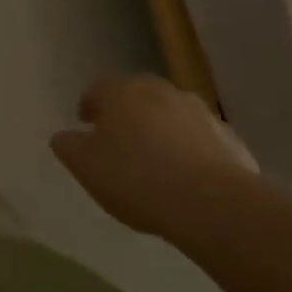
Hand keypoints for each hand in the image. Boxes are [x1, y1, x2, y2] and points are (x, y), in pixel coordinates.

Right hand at [50, 76, 256, 235]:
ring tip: (158, 161)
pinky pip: (201, 139)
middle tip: (122, 139)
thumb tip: (63, 137)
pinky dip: (192, 149)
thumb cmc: (136, 179)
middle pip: (137, 95)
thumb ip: (69, 147)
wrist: (212, 203)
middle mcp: (158, 91)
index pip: (97, 88)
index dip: (90, 104)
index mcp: (120, 92)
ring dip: (162, 129)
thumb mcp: (86, 167)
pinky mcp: (228, 138)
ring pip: (171, 114)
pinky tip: (190, 177)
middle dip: (128, 112)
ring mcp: (197, 112)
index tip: (86, 123)